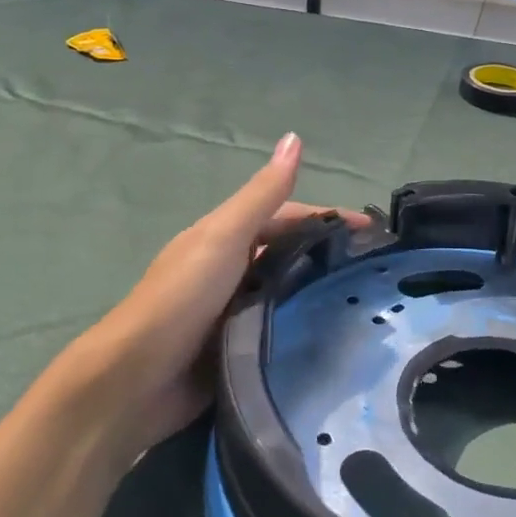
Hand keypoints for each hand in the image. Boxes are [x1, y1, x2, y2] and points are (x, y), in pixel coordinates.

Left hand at [94, 133, 367, 467]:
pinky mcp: (238, 348)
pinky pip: (280, 329)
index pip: (288, 217)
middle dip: (330, 255)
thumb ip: (262, 195)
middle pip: (290, 253)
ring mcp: (235, 311)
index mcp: (227, 238)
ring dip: (320, 291)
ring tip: (367, 302)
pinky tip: (335, 337)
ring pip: (288, 291)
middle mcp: (232, 269)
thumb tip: (294, 137)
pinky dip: (304, 326)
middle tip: (378, 270)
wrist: (138, 379)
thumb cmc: (182, 297)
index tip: (374, 231)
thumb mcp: (225, 237)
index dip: (328, 218)